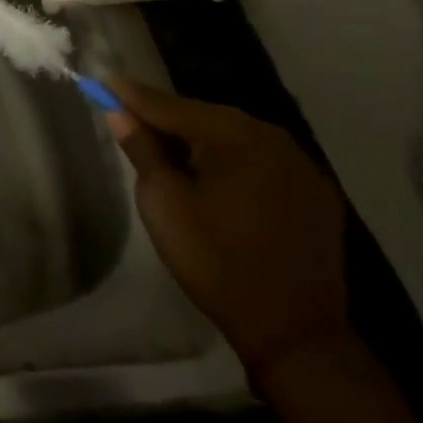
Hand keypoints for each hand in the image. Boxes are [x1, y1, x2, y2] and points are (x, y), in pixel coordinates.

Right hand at [107, 80, 350, 374]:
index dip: (134, 96)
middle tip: (135, 122)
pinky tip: (218, 182)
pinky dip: (234, 165)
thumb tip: (118, 111)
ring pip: (234, 139)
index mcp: (236, 134)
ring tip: (173, 154)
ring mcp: (301, 166)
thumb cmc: (218, 263)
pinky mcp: (316, 196)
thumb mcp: (164, 203)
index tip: (105, 81)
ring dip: (202, 142)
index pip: (171, 105)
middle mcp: (273, 137)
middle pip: (204, 117)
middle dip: (169, 120)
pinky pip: (261, 163)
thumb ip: (142, 149)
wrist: (298, 340)